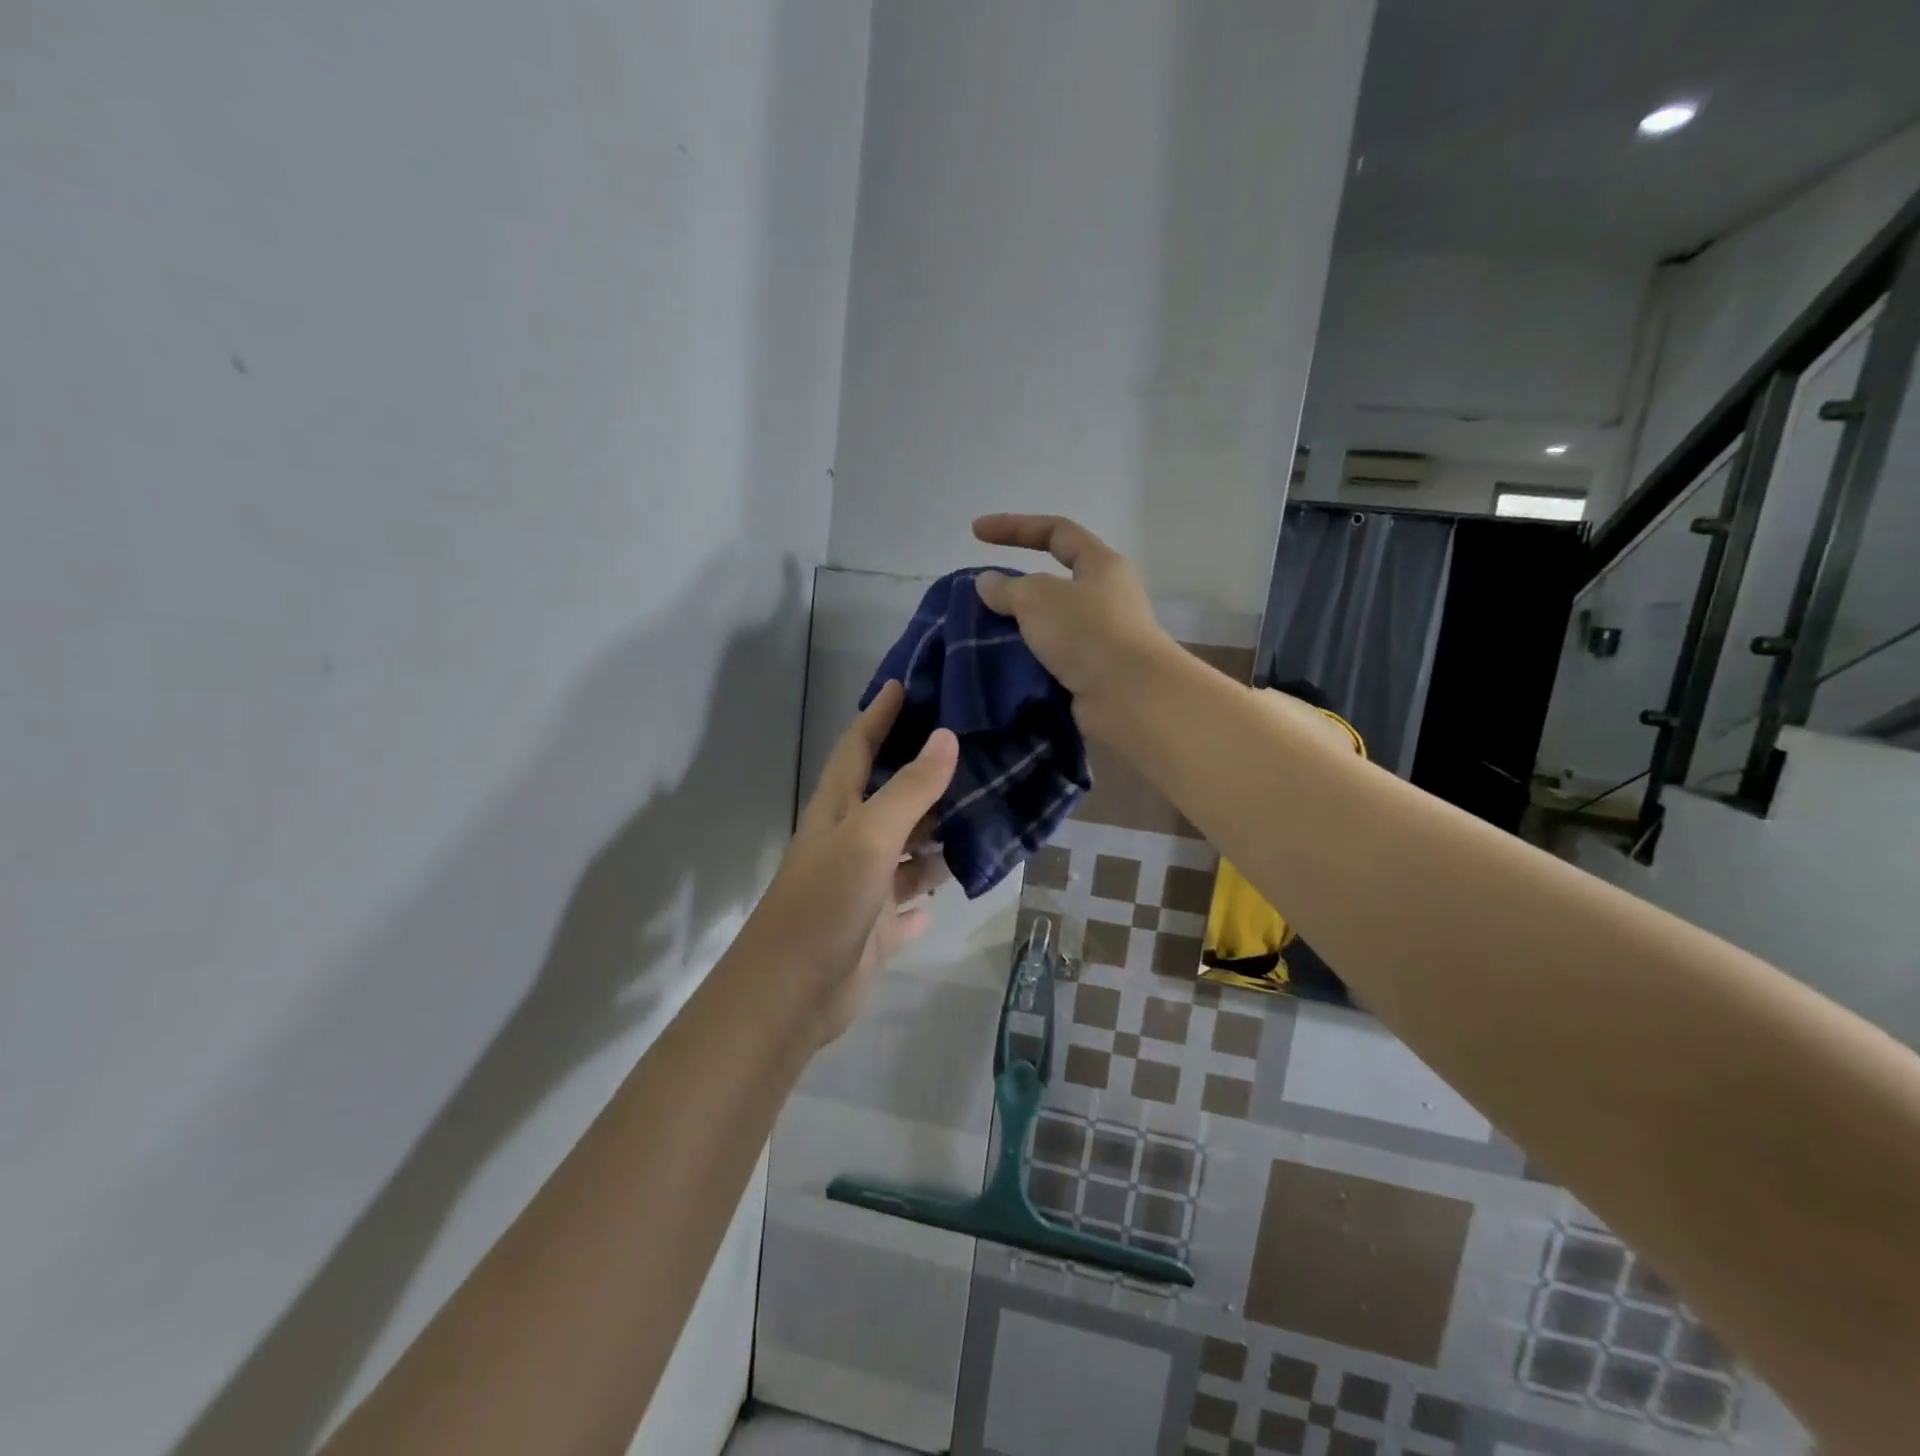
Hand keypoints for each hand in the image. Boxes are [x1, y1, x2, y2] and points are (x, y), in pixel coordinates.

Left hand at [740, 681, 956, 1049]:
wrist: (792, 994)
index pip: (858, 746)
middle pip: (890, 797)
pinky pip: (911, 904)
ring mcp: (863, 887)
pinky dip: (929, 896)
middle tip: (974, 750)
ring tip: (987, 815)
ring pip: (908, 853)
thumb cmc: (825, 901)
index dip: (880, 714)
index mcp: (838, 810)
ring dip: (937, 839)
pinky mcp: (875, 928)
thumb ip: (911, 789)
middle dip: (924, 774)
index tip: (906, 684)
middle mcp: (850, 842)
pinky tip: (960, 885)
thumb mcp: (869, 836)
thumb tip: (948, 736)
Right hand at [972, 513, 1172, 728]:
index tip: (975, 532)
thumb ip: (1008, 588)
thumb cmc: (1086, 632)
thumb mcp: (1038, 598)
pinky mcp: (1094, 674)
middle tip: (980, 601)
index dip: (1015, 527)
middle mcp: (1106, 598)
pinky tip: (1003, 668)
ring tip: (983, 638)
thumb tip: (988, 582)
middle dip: (1015, 589)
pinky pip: (1052, 660)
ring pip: (1050, 627)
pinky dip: (1028, 662)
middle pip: (1054, 583)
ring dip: (1019, 631)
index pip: (1055, 532)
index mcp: (1101, 565)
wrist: (1128, 697)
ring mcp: (1102, 639)